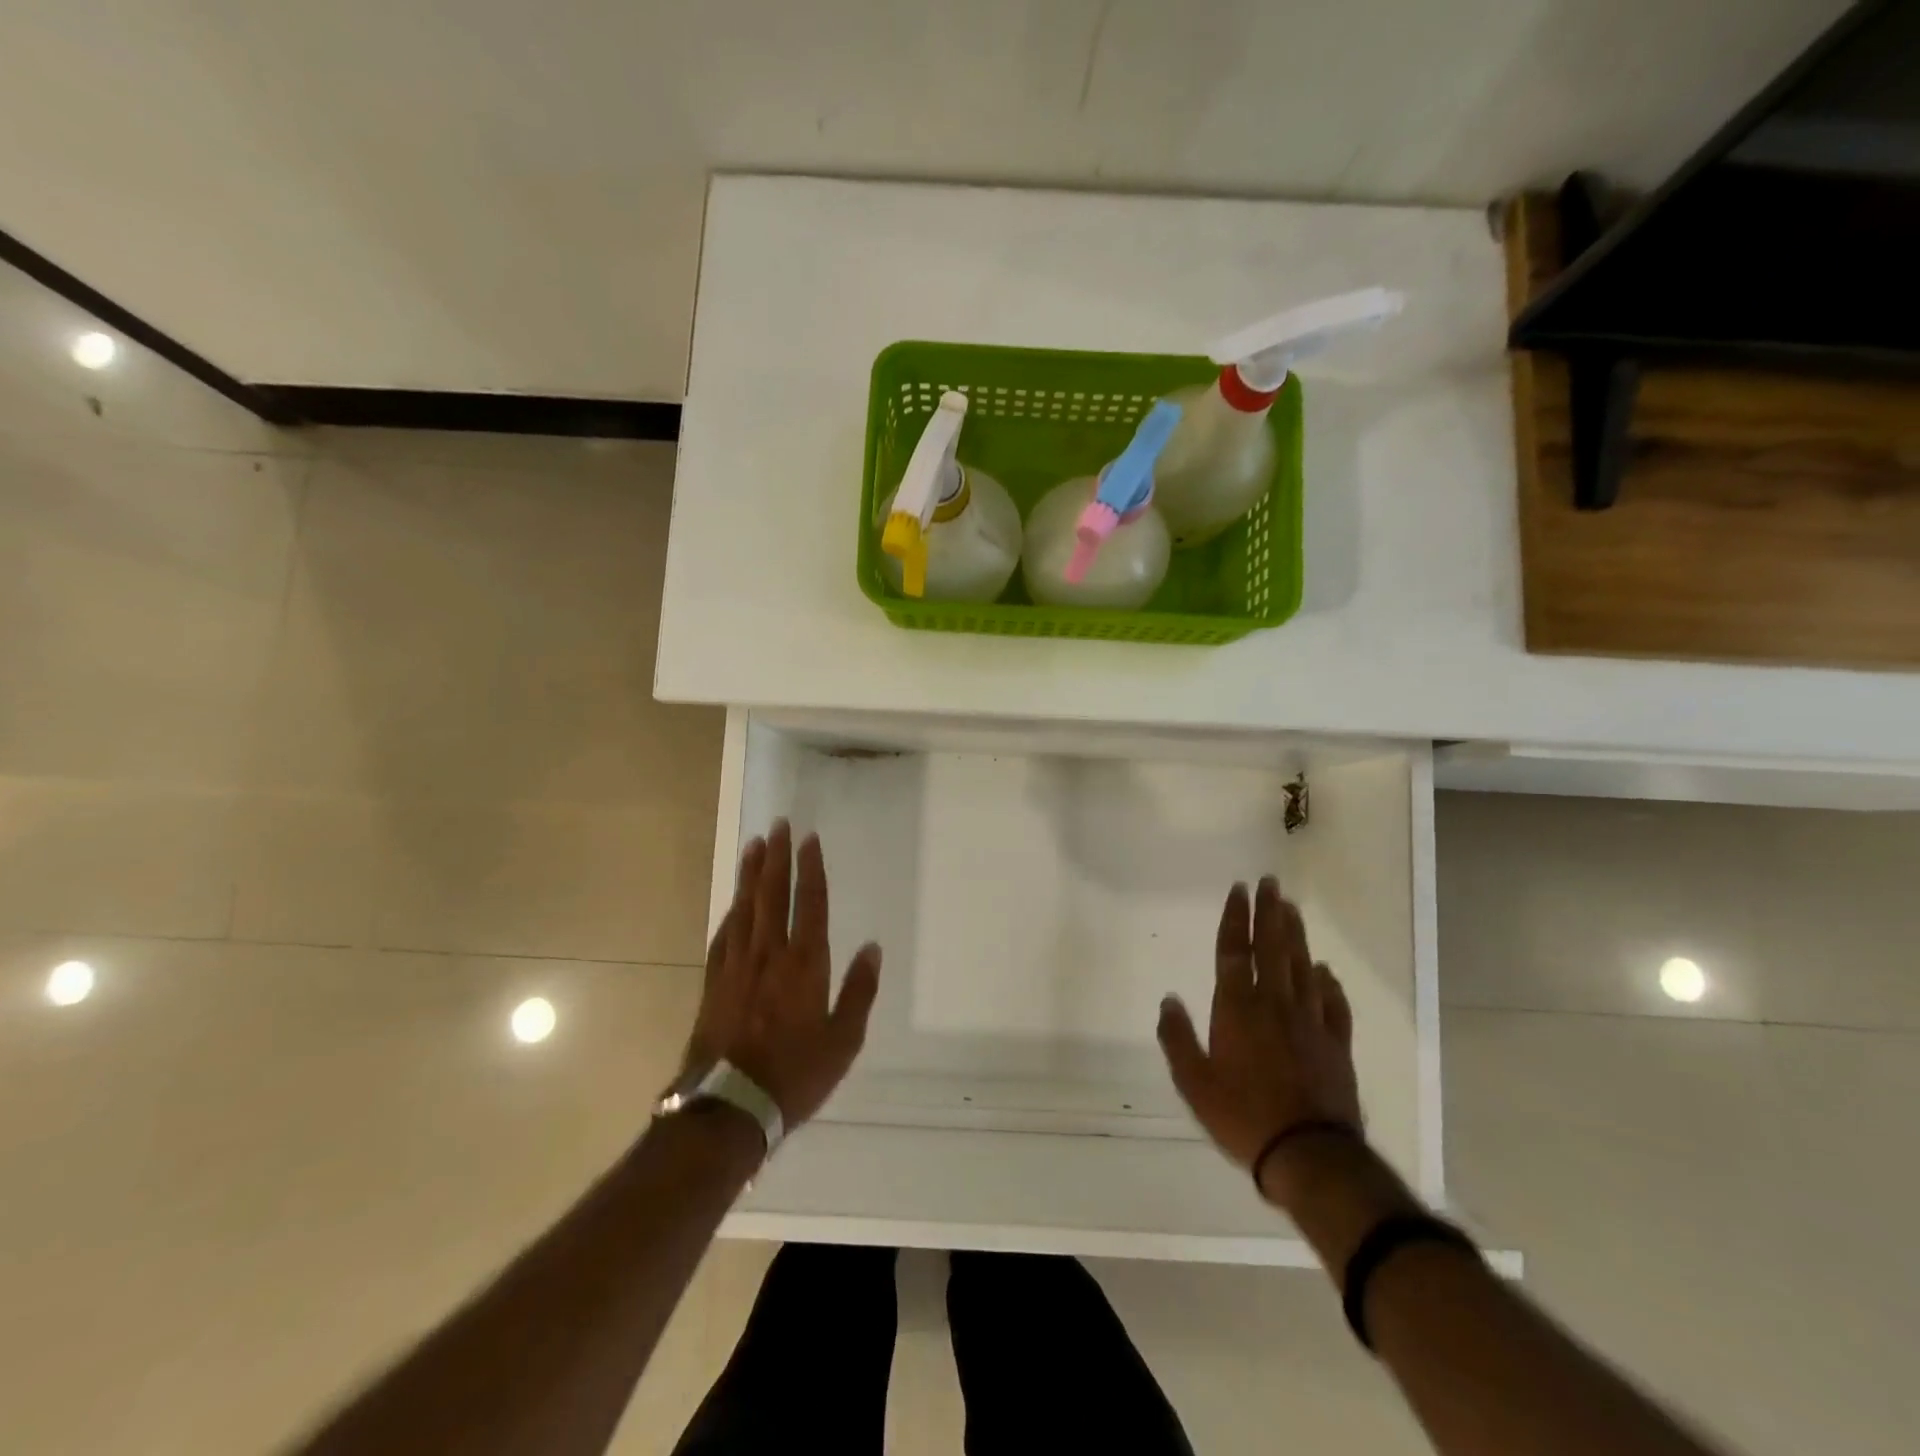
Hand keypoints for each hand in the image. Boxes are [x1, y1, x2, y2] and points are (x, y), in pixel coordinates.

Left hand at [680, 820, 881, 1127]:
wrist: (728, 1107)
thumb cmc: (795, 1074)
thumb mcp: (844, 1040)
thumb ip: (859, 991)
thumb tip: (873, 949)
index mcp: (804, 964)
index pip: (809, 903)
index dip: (810, 868)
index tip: (809, 839)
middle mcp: (769, 954)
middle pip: (772, 894)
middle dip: (776, 857)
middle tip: (777, 826)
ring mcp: (737, 966)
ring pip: (745, 907)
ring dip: (751, 874)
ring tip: (755, 846)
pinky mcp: (714, 982)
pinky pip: (724, 935)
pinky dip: (731, 911)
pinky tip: (734, 902)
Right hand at [1156, 876, 1362, 1202]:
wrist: (1309, 1154)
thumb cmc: (1242, 1116)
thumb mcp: (1193, 1082)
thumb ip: (1178, 1038)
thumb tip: (1168, 1000)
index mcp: (1237, 1008)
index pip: (1234, 951)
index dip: (1235, 918)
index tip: (1239, 890)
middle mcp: (1274, 1004)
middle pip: (1272, 947)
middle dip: (1269, 912)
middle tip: (1270, 882)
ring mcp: (1309, 1021)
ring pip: (1302, 966)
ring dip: (1296, 935)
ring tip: (1292, 908)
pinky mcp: (1336, 1043)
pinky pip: (1333, 1003)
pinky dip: (1328, 983)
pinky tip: (1325, 971)